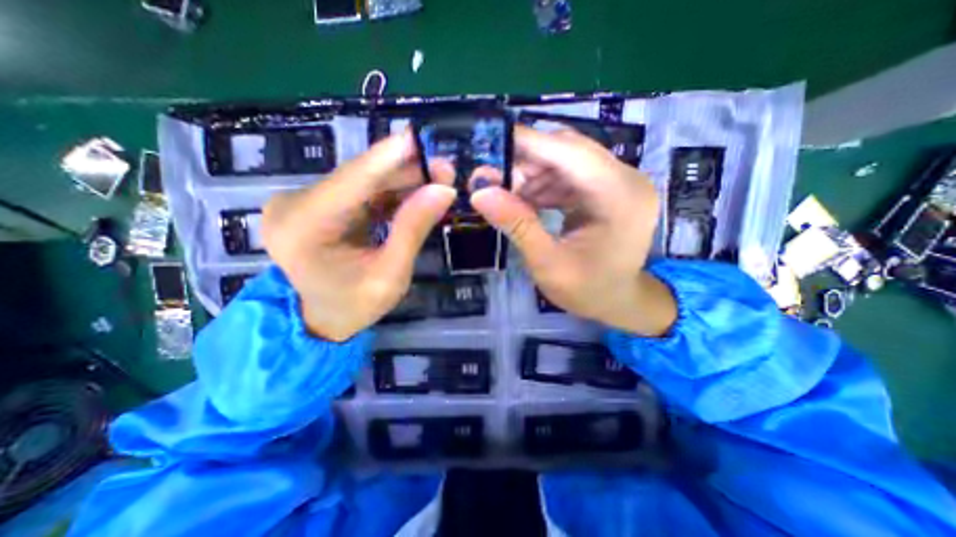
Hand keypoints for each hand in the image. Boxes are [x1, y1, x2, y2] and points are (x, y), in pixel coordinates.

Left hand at [259, 130, 453, 339]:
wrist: (321, 319)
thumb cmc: (354, 306)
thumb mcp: (390, 276)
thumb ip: (412, 230)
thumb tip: (442, 190)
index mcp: (303, 229)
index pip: (353, 182)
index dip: (390, 157)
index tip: (422, 138)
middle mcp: (294, 205)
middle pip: (359, 176)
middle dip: (405, 169)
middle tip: (444, 169)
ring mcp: (303, 201)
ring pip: (362, 180)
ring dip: (402, 179)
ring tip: (437, 178)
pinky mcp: (317, 204)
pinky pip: (360, 190)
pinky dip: (390, 191)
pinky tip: (416, 191)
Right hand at [471, 125, 679, 334]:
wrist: (619, 302)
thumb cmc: (588, 290)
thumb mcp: (548, 263)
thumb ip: (517, 225)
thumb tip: (480, 192)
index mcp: (620, 197)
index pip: (571, 152)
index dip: (528, 143)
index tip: (490, 143)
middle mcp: (627, 179)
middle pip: (570, 151)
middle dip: (527, 162)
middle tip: (494, 179)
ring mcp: (621, 182)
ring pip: (568, 160)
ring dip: (534, 174)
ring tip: (508, 195)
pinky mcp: (611, 188)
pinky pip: (572, 175)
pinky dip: (546, 184)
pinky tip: (528, 200)